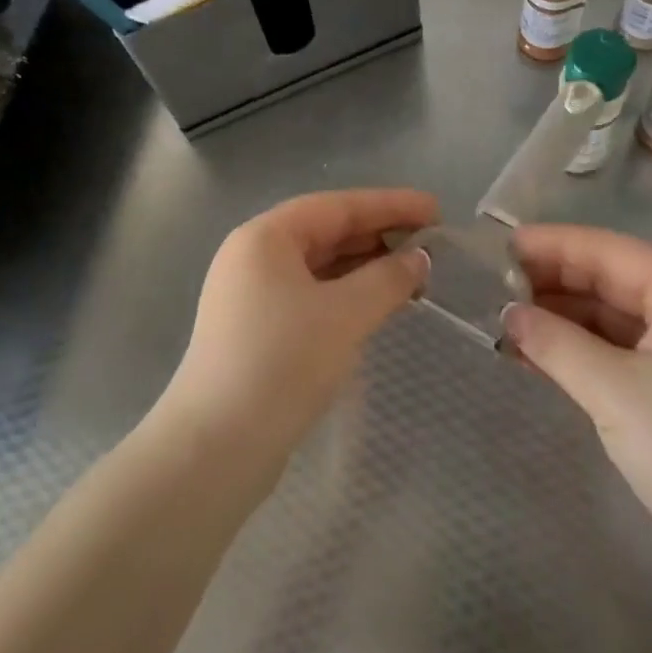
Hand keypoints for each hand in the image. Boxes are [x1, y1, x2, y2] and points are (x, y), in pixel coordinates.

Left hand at [161, 188, 436, 462]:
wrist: (215, 447)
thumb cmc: (281, 363)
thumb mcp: (344, 315)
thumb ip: (387, 279)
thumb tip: (419, 259)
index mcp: (265, 237)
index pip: (337, 206)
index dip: (390, 205)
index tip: (435, 210)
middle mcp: (254, 257)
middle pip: (327, 232)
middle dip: (380, 236)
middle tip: (432, 245)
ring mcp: (252, 295)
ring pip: (320, 266)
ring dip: (366, 268)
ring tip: (414, 275)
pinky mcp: (257, 330)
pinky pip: (312, 295)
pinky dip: (347, 295)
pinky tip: (378, 305)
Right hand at [503, 224, 651, 553]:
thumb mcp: (615, 391)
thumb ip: (556, 343)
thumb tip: (508, 312)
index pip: (609, 251)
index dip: (555, 244)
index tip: (502, 248)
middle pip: (609, 280)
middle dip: (552, 281)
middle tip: (493, 287)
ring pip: (607, 319)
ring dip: (559, 319)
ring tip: (503, 321)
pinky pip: (612, 356)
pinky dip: (574, 353)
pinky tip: (531, 357)